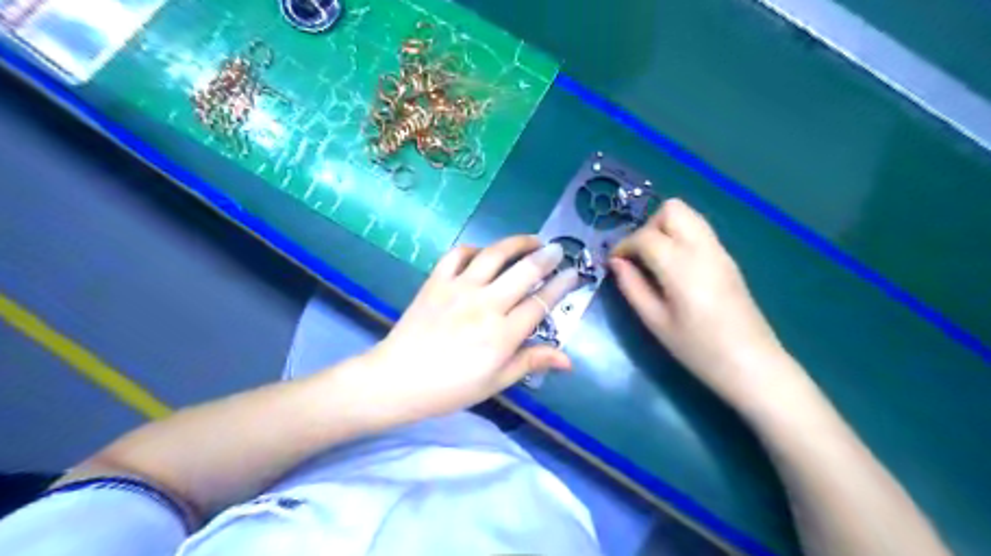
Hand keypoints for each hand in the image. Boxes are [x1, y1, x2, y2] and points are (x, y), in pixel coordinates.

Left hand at [360, 234, 581, 420]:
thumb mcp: (496, 382)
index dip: (561, 286)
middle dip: (547, 257)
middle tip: (558, 249)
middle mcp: (485, 304)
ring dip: (517, 243)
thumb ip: (531, 362)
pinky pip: (458, 255)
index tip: (574, 273)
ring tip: (531, 239)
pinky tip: (483, 253)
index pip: (540, 302)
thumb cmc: (451, 388)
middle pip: (524, 272)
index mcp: (503, 334)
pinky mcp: (436, 281)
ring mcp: (459, 289)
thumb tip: (568, 360)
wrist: (398, 379)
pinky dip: (474, 249)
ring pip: (494, 255)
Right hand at [613, 198, 791, 405]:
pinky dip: (680, 236)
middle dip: (648, 226)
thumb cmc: (698, 349)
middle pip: (672, 210)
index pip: (645, 236)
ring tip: (655, 260)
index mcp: (681, 265)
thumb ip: (632, 287)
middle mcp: (702, 248)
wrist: (752, 364)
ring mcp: (719, 251)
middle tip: (639, 257)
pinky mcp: (728, 259)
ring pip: (688, 215)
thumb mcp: (655, 322)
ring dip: (665, 228)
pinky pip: (699, 230)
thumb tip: (616, 263)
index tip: (615, 264)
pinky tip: (674, 267)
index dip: (624, 246)